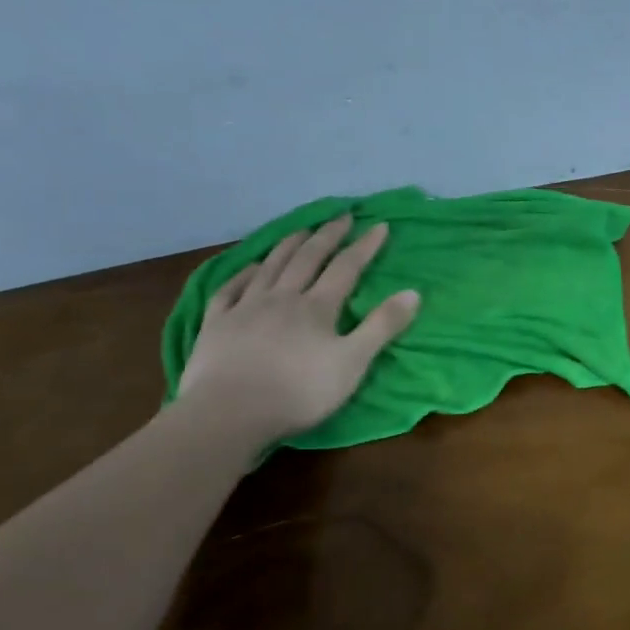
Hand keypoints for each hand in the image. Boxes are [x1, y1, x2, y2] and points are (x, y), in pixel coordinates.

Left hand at [175, 216, 419, 445]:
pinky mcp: (216, 324)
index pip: (346, 268)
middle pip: (307, 259)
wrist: (229, 413)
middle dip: (327, 236)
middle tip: (341, 217)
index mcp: (317, 307)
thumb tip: (413, 292)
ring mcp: (245, 308)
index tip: (379, 225)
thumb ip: (382, 326)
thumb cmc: (300, 392)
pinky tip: (249, 267)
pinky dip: (242, 273)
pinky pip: (230, 289)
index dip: (364, 247)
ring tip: (300, 230)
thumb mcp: (353, 362)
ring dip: (288, 245)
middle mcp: (282, 297)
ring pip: (269, 267)